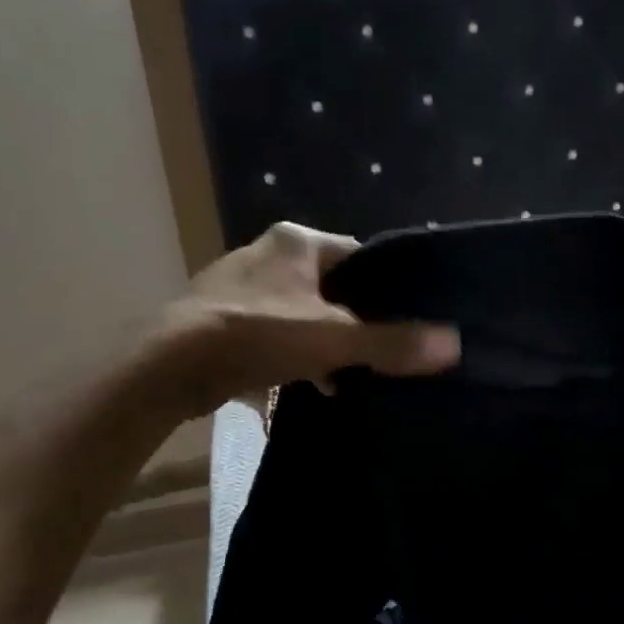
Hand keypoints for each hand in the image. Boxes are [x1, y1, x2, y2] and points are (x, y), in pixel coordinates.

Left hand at [154, 223, 459, 410]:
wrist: (168, 365)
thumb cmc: (257, 333)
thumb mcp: (334, 338)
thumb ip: (393, 342)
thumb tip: (455, 344)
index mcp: (296, 240)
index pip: (359, 255)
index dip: (386, 287)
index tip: (406, 319)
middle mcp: (267, 253)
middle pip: (332, 286)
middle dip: (353, 319)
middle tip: (379, 351)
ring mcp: (239, 285)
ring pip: (302, 311)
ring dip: (323, 341)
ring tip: (347, 374)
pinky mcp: (220, 317)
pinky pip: (274, 332)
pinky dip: (293, 354)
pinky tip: (307, 383)